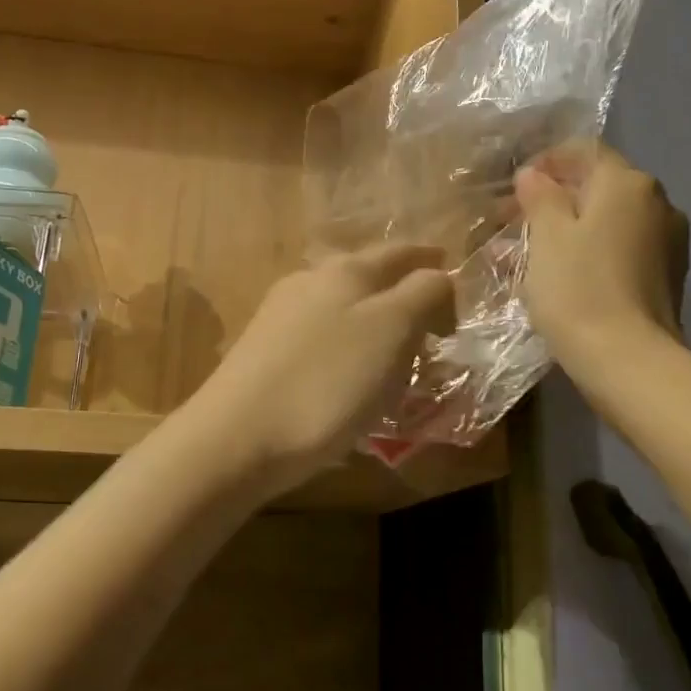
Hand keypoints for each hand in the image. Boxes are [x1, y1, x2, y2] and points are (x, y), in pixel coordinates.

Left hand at [191, 246, 454, 494]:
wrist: (237, 438)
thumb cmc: (327, 381)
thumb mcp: (391, 330)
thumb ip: (423, 293)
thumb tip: (438, 276)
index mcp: (345, 270)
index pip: (399, 252)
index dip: (431, 262)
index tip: (454, 276)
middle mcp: (309, 282)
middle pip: (367, 277)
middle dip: (402, 294)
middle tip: (434, 324)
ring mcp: (280, 317)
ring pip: (342, 309)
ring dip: (375, 323)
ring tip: (398, 355)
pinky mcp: (263, 353)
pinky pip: (322, 340)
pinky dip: (349, 349)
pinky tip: (352, 377)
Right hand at [514, 143, 689, 374]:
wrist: (629, 361)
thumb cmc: (579, 289)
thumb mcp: (547, 236)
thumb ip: (540, 196)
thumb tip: (534, 175)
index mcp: (628, 184)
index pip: (585, 151)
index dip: (547, 162)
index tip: (515, 187)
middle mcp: (657, 202)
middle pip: (598, 187)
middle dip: (554, 200)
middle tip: (514, 224)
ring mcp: (668, 240)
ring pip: (609, 221)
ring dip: (570, 228)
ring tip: (530, 255)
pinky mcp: (668, 275)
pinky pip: (622, 248)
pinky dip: (592, 251)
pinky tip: (564, 275)